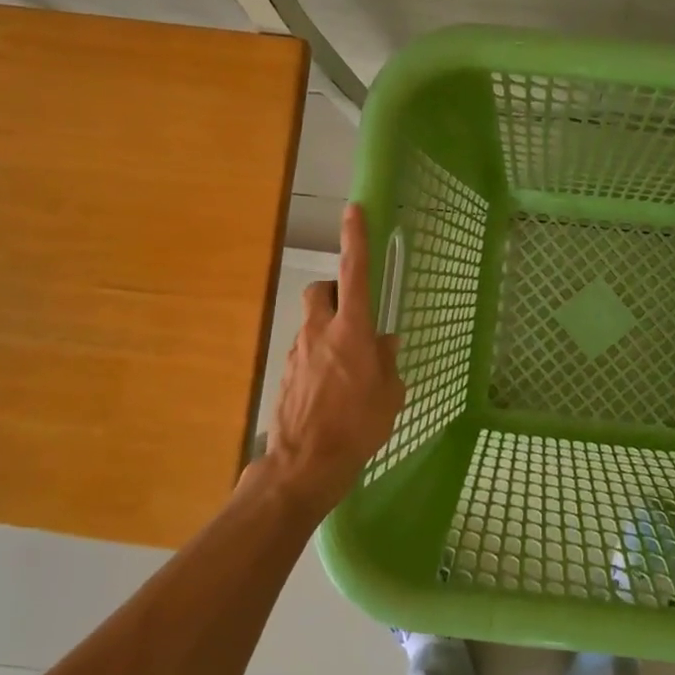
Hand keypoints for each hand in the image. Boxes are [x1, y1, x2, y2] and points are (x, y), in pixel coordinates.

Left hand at [260, 204, 405, 521]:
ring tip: (349, 367)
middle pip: (321, 291)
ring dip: (329, 331)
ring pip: (312, 323)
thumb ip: (387, 363)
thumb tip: (385, 343)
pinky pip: (305, 352)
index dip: (355, 239)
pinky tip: (331, 390)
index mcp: (351, 330)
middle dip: (335, 292)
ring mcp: (297, 352)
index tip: (354, 210)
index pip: (355, 273)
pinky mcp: (284, 374)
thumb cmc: (358, 426)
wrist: (304, 465)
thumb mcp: (389, 394)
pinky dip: (318, 359)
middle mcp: (319, 332)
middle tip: (354, 315)